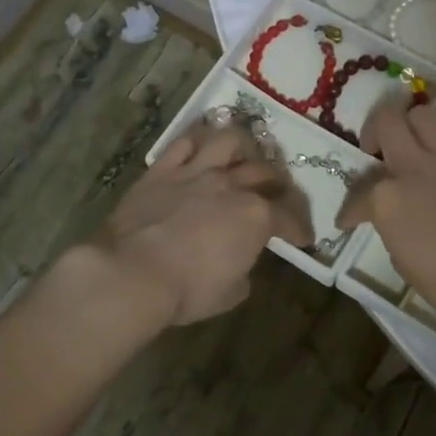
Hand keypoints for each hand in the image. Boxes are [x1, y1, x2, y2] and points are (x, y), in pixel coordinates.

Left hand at [91, 120, 314, 326]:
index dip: (298, 229)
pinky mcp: (163, 169)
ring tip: (242, 155)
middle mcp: (231, 185)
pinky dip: (197, 141)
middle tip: (277, 192)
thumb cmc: (187, 290)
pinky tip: (201, 146)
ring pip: (228, 142)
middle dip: (277, 183)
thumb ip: (243, 270)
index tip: (302, 238)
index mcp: (255, 216)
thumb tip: (240, 260)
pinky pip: (184, 143)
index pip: (287, 218)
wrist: (132, 273)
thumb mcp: (230, 293)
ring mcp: (196, 171)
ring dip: (241, 147)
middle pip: (264, 173)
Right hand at [337, 102, 435, 333]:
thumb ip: (392, 227)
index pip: (358, 194)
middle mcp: (415, 167)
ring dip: (411, 127)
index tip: (350, 222)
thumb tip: (395, 218)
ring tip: (412, 148)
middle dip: (374, 131)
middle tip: (376, 152)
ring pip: (424, 115)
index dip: (350, 211)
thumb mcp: (402, 261)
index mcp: (388, 197)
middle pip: (387, 120)